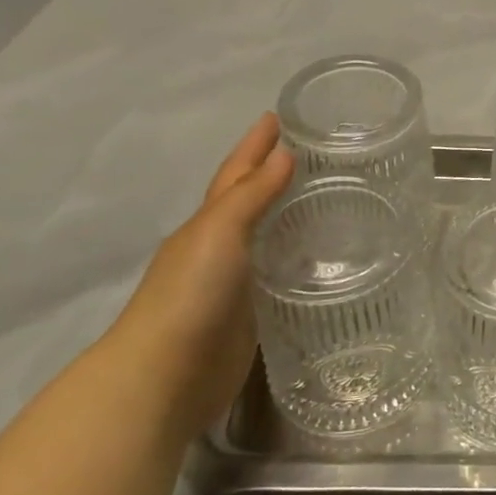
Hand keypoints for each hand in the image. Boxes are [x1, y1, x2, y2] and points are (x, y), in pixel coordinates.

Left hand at [105, 113, 294, 436]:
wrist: (165, 377)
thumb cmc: (190, 294)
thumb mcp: (220, 233)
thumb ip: (252, 195)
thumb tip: (285, 154)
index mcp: (207, 224)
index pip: (236, 174)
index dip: (255, 145)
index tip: (277, 116)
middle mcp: (220, 249)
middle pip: (251, 203)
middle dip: (274, 176)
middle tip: (315, 156)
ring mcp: (235, 284)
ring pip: (268, 240)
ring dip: (290, 218)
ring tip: (330, 201)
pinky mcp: (253, 316)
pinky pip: (281, 277)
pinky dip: (299, 260)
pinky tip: (325, 260)